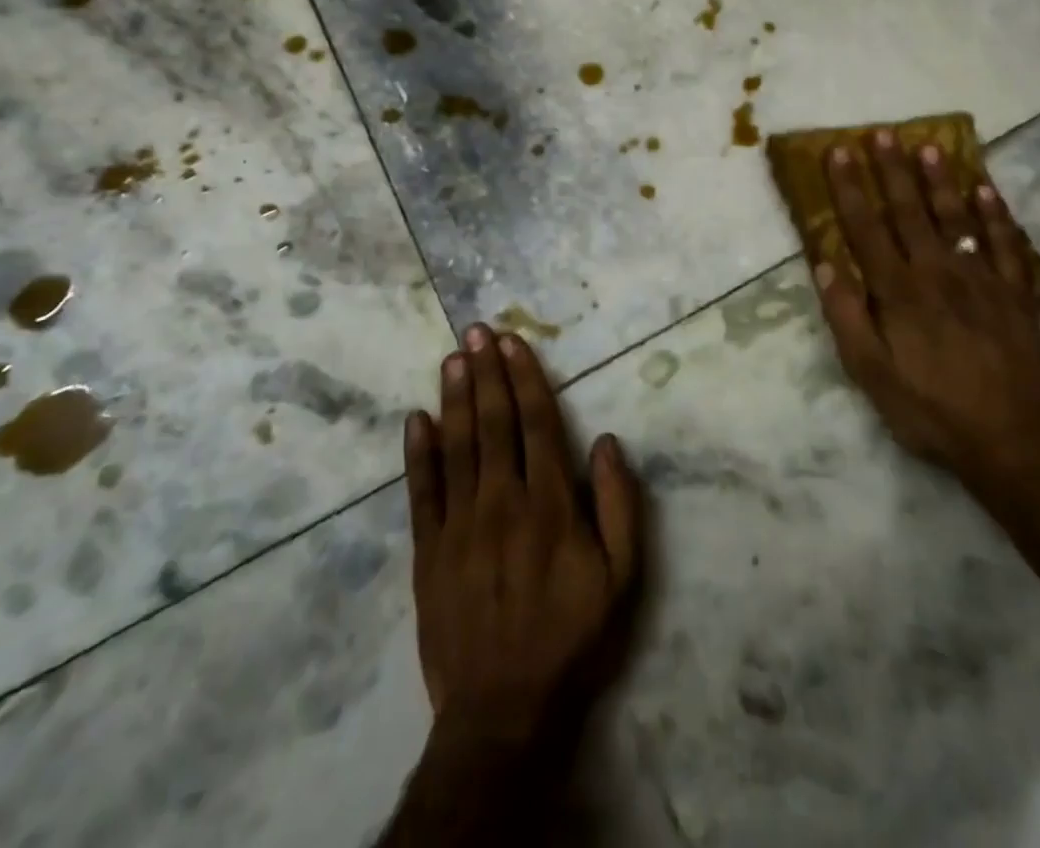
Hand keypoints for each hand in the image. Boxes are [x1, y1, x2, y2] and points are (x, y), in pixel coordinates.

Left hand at [404, 324, 642, 744]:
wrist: (504, 707)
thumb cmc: (572, 636)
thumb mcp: (622, 577)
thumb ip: (619, 504)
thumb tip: (606, 442)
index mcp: (550, 503)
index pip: (537, 423)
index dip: (525, 378)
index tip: (513, 342)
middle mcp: (502, 501)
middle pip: (494, 423)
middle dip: (486, 372)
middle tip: (476, 331)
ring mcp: (460, 525)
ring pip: (457, 446)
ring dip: (455, 398)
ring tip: (452, 358)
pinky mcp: (428, 551)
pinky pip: (421, 492)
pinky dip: (417, 453)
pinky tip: (416, 419)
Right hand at [811, 131, 1039, 494]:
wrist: (1010, 437)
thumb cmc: (929, 408)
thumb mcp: (870, 374)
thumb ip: (847, 317)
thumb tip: (824, 265)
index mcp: (898, 291)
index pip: (867, 228)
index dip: (850, 189)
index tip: (840, 153)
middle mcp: (937, 272)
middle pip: (910, 212)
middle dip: (893, 170)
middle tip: (882, 133)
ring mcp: (981, 278)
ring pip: (957, 217)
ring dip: (941, 180)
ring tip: (929, 145)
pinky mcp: (1015, 292)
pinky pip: (1006, 244)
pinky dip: (996, 215)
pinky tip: (986, 189)